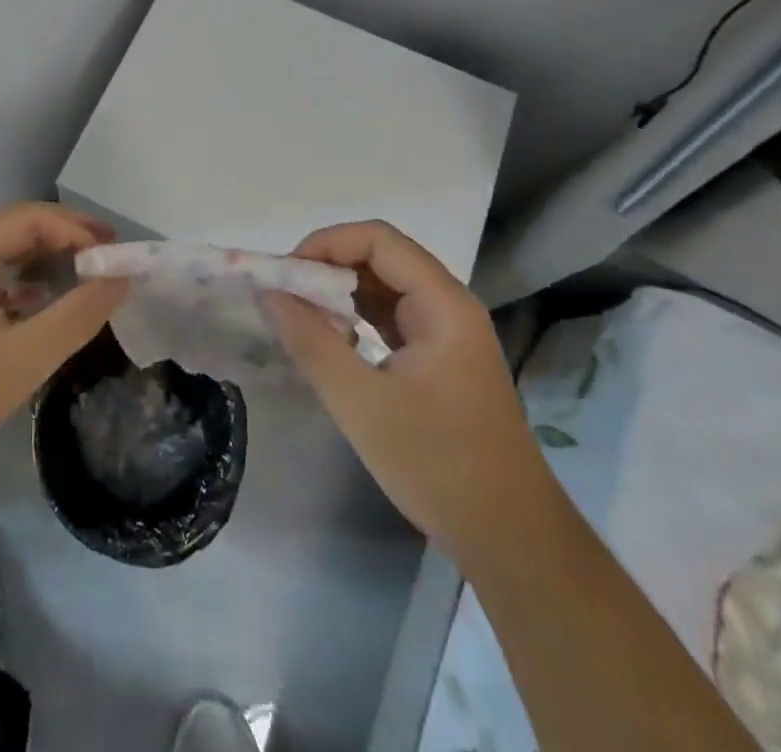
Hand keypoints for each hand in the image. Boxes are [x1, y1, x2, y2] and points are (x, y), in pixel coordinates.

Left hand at [0, 202, 128, 473]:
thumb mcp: (25, 357)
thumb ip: (78, 314)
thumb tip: (121, 278)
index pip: (31, 217)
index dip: (77, 228)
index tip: (114, 254)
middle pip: (17, 228)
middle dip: (65, 239)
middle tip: (108, 258)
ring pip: (3, 254)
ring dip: (45, 261)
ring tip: (85, 278)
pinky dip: (24, 285)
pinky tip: (44, 307)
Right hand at [262, 220, 556, 558]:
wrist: (511, 539)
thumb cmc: (438, 465)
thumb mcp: (361, 404)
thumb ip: (310, 341)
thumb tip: (268, 293)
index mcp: (443, 304)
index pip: (378, 240)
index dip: (327, 244)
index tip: (286, 275)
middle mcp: (449, 306)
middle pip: (382, 258)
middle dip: (329, 267)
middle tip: (286, 295)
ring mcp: (448, 333)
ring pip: (385, 287)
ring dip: (341, 293)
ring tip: (300, 316)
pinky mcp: (441, 358)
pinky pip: (392, 317)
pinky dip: (357, 318)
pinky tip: (332, 341)